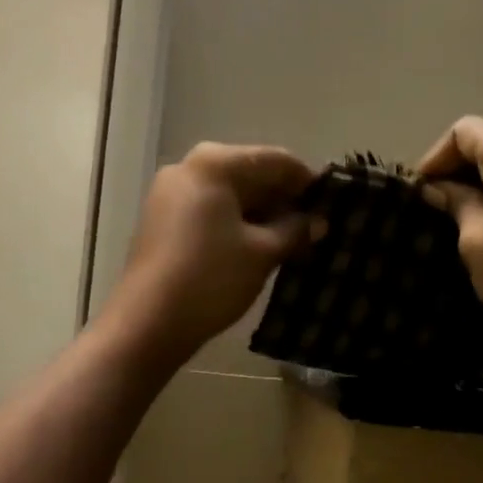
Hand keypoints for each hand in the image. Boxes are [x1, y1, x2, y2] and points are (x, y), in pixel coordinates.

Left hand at [106, 142, 316, 366]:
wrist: (148, 322)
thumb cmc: (211, 278)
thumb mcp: (262, 253)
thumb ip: (295, 230)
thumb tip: (317, 222)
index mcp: (214, 163)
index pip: (276, 160)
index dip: (308, 182)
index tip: (334, 205)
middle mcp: (188, 168)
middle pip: (250, 173)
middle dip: (284, 200)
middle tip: (315, 227)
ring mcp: (169, 194)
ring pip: (229, 195)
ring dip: (261, 215)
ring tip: (292, 242)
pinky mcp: (161, 220)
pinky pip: (209, 211)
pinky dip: (236, 224)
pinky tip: (258, 248)